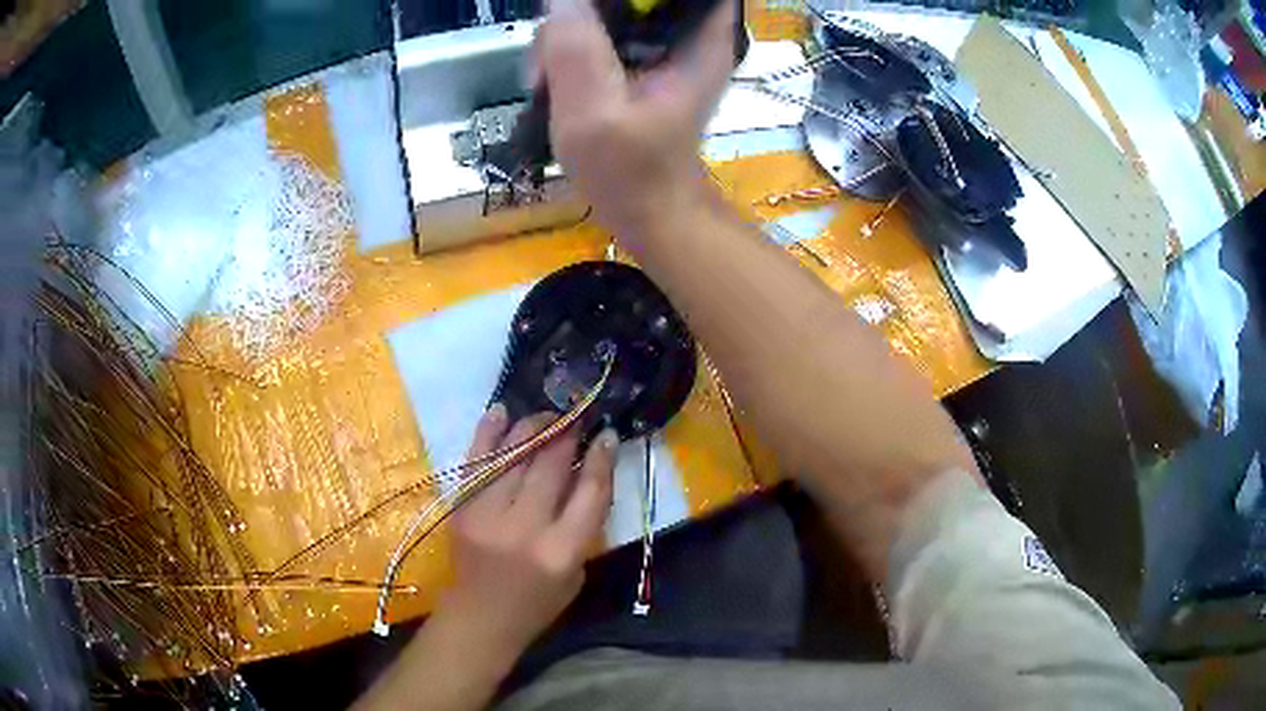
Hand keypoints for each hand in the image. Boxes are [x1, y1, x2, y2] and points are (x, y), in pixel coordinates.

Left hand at [435, 405, 617, 663]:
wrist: (480, 616)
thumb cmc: (538, 602)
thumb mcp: (576, 572)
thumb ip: (582, 525)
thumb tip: (583, 472)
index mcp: (561, 551)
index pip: (589, 492)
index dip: (600, 458)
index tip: (606, 434)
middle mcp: (524, 527)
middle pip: (550, 466)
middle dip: (567, 434)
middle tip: (577, 417)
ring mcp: (487, 514)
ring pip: (514, 455)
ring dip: (533, 427)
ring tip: (547, 415)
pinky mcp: (461, 508)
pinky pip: (476, 460)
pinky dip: (488, 433)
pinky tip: (502, 411)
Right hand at [538, 0, 735, 239]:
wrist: (650, 214)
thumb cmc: (632, 173)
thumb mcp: (594, 113)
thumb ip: (576, 50)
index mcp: (699, 35)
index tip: (585, 11)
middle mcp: (689, 31)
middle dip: (582, 13)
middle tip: (549, 57)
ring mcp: (665, 46)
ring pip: (610, 10)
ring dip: (567, 35)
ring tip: (544, 80)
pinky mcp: (643, 60)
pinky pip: (601, 32)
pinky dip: (571, 50)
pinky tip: (553, 82)